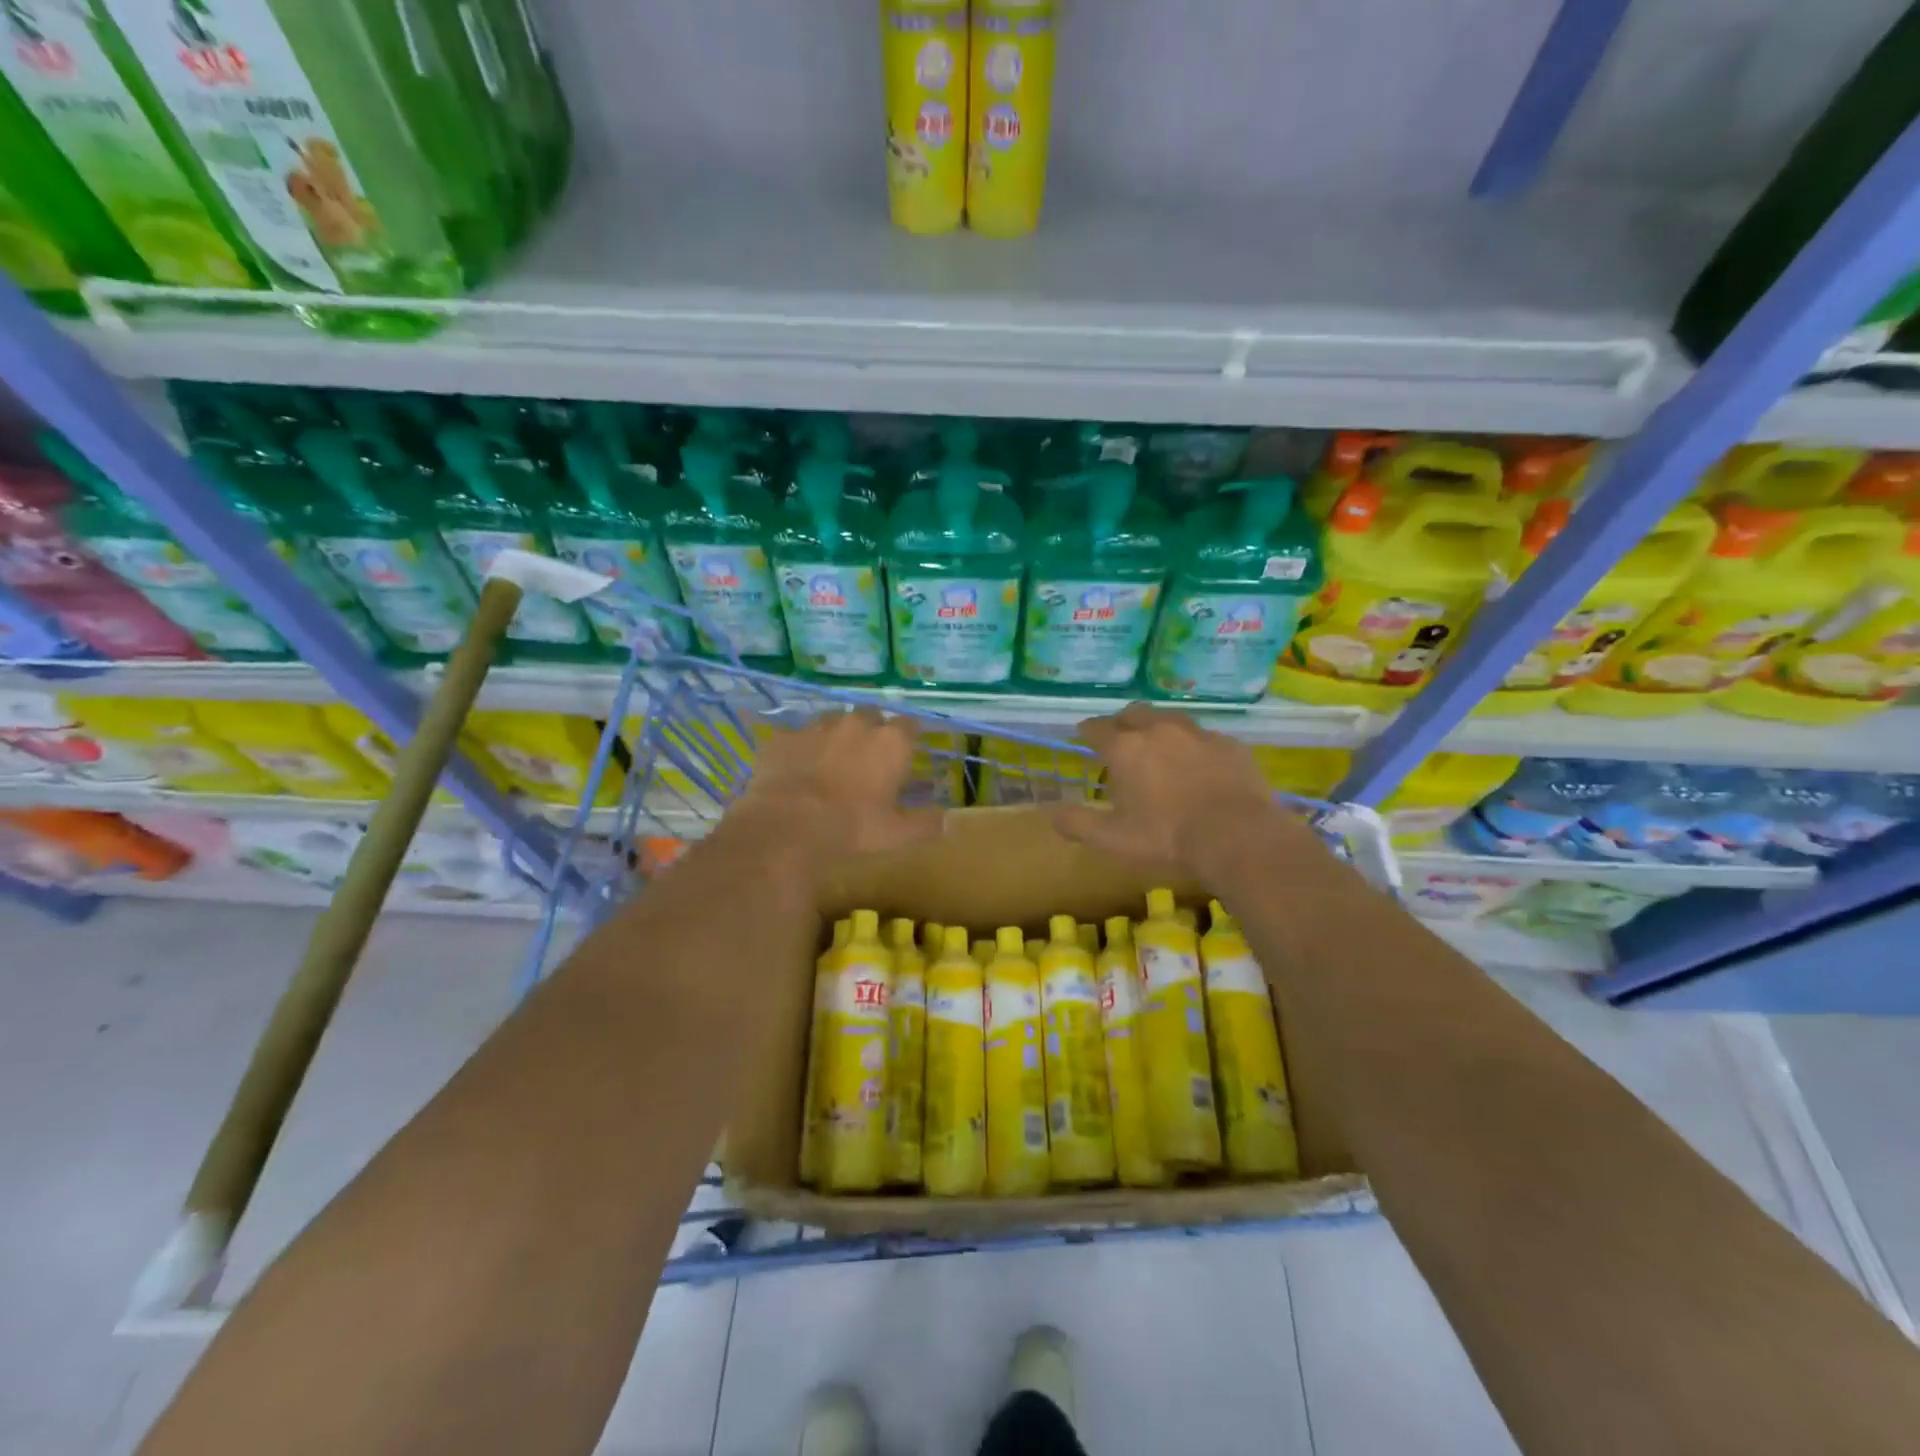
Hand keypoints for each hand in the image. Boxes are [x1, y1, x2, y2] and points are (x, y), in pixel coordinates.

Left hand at [734, 708, 943, 860]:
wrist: (787, 825)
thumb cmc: (852, 827)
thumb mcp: (897, 834)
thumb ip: (926, 824)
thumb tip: (949, 821)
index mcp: (890, 741)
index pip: (910, 725)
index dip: (909, 738)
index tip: (906, 754)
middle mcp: (856, 723)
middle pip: (871, 716)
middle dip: (872, 731)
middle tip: (868, 759)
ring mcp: (816, 726)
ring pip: (832, 721)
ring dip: (836, 736)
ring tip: (831, 763)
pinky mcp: (784, 736)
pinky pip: (797, 737)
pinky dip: (800, 749)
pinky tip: (797, 770)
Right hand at [1050, 704, 1325, 879]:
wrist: (1237, 835)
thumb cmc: (1166, 837)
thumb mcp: (1112, 838)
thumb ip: (1078, 823)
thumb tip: (1050, 813)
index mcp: (1126, 748)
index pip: (1098, 728)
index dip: (1087, 730)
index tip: (1083, 733)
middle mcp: (1159, 730)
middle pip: (1134, 713)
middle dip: (1122, 721)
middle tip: (1119, 734)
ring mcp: (1198, 734)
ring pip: (1171, 718)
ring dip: (1158, 727)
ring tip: (1158, 743)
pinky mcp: (1230, 744)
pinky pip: (1204, 737)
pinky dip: (1193, 745)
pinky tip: (1198, 763)